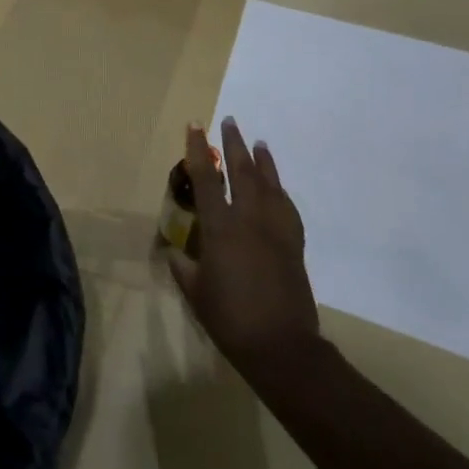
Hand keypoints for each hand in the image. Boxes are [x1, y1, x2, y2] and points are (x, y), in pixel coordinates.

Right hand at [167, 118, 320, 369]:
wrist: (281, 346)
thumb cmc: (230, 318)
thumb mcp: (195, 291)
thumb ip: (183, 265)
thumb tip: (174, 250)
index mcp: (221, 229)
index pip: (206, 179)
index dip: (198, 151)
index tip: (195, 126)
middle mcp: (250, 220)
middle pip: (242, 172)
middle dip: (234, 144)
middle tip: (230, 122)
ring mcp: (276, 230)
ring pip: (269, 185)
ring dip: (262, 161)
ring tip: (258, 142)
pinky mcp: (294, 244)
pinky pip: (287, 208)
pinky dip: (280, 191)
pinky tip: (277, 187)